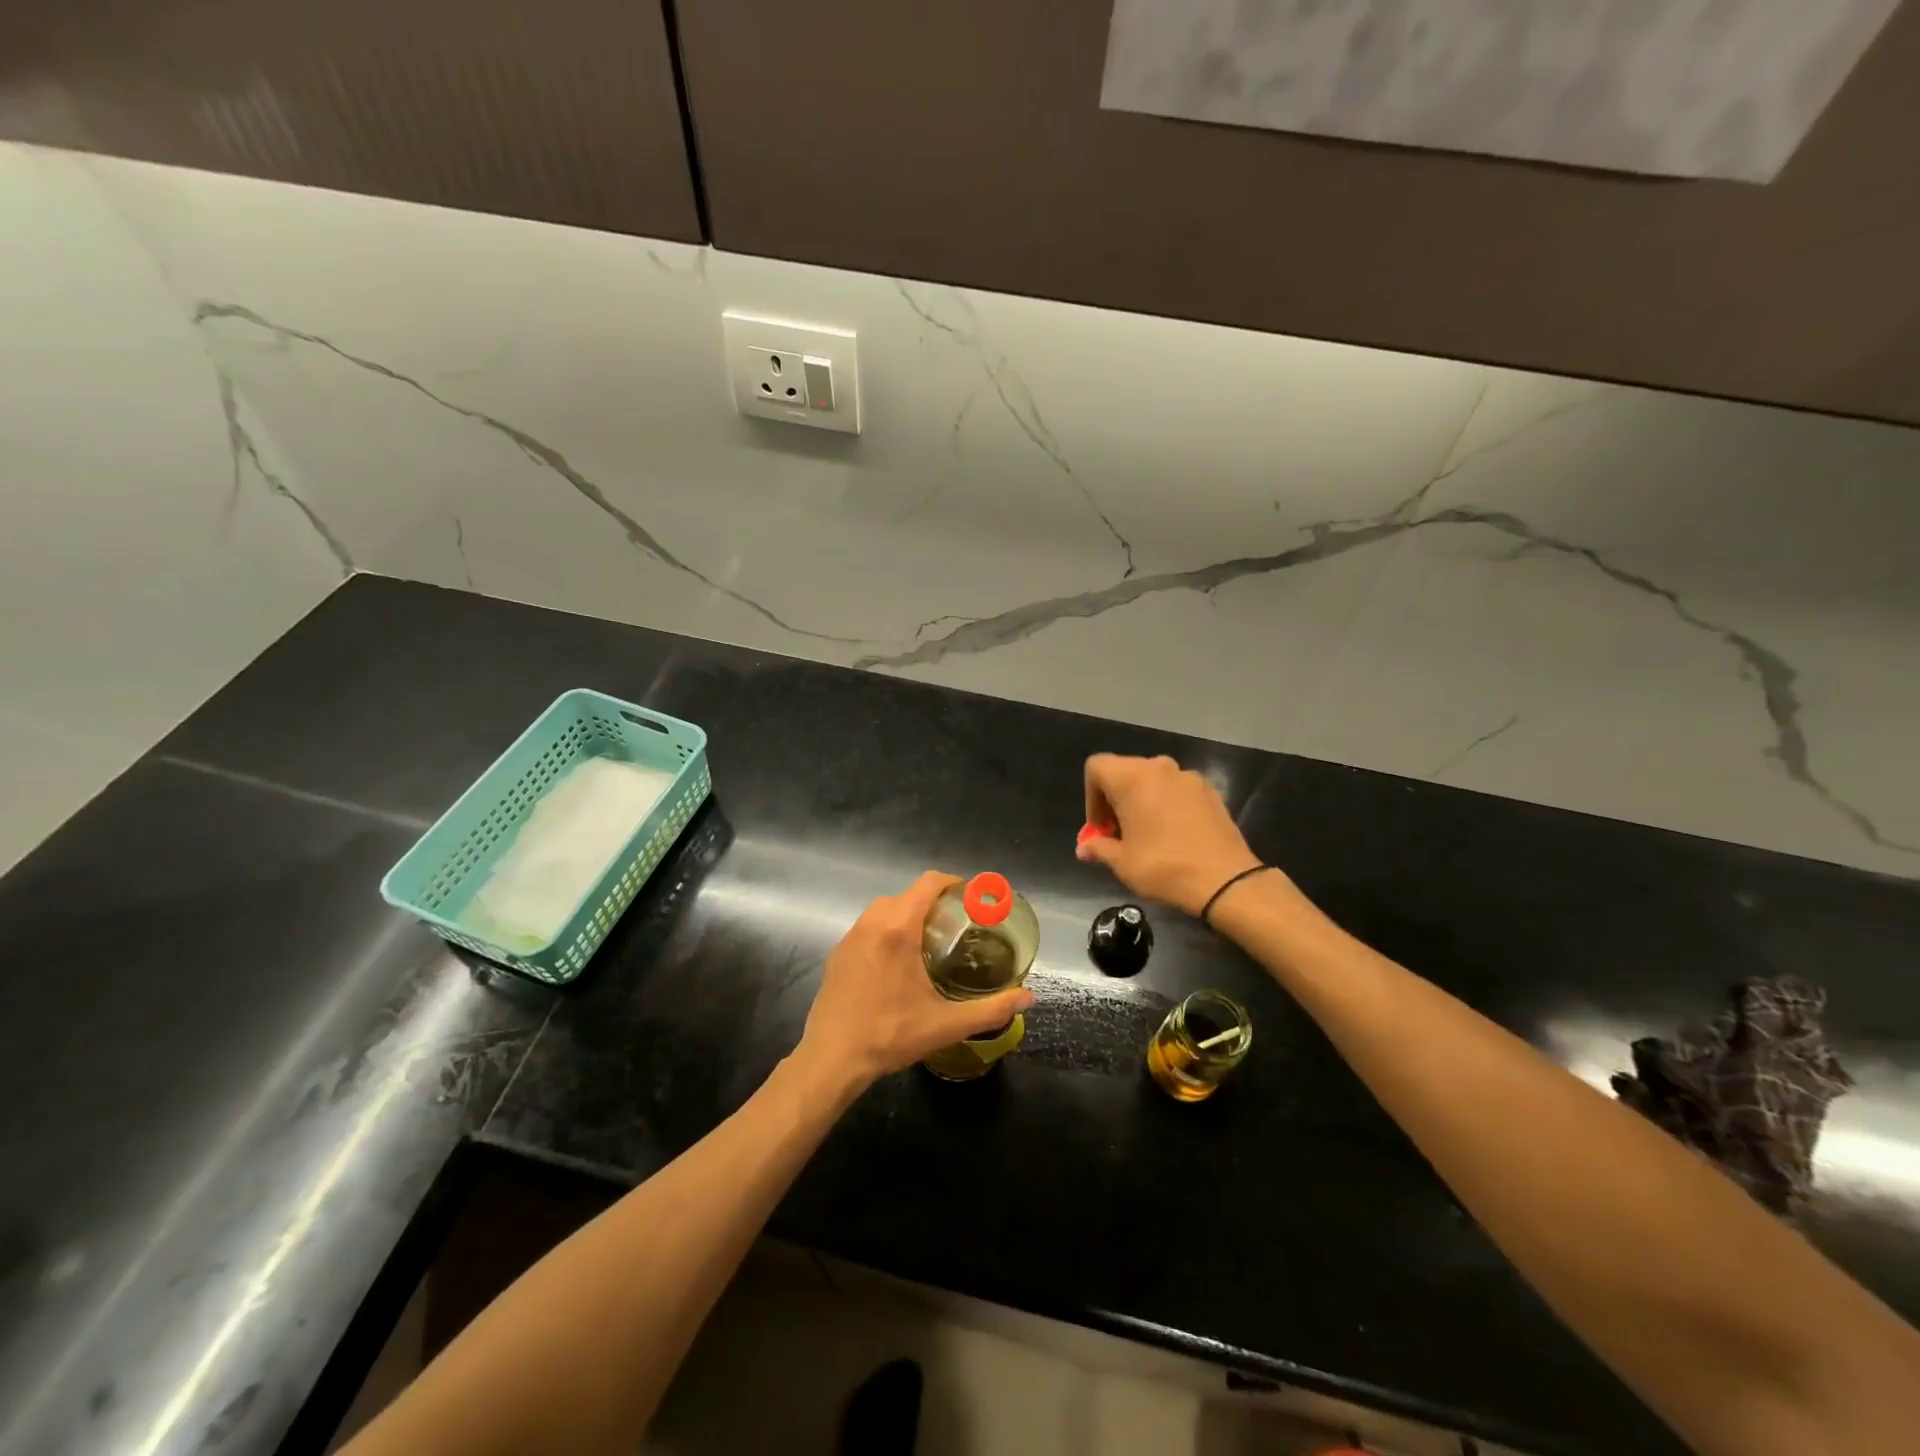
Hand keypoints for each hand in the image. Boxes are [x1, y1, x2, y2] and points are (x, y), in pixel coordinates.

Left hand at [797, 871, 1033, 1091]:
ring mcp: (850, 937)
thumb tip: (1028, 997)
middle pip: (907, 894)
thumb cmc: (890, 1035)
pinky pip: (867, 927)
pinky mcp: (837, 953)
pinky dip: (885, 931)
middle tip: (955, 926)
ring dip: (906, 914)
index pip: (928, 883)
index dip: (952, 882)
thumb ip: (991, 1009)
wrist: (832, 1059)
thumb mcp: (946, 1025)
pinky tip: (895, 963)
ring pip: (884, 909)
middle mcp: (872, 923)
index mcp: (898, 929)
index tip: (971, 898)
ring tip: (928, 942)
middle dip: (932, 902)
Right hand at [1077, 753, 1267, 916]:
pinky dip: (1167, 804)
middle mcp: (1160, 768)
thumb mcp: (1122, 862)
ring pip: (1152, 780)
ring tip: (1147, 835)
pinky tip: (1174, 835)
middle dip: (1115, 799)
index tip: (1101, 828)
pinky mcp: (1210, 791)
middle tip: (1119, 833)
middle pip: (1124, 772)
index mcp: (1133, 777)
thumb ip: (1099, 848)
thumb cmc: (1163, 867)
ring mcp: (1189, 777)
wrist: (1225, 880)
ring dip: (1142, 801)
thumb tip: (1084, 848)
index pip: (1096, 767)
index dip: (1091, 797)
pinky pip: (1176, 790)